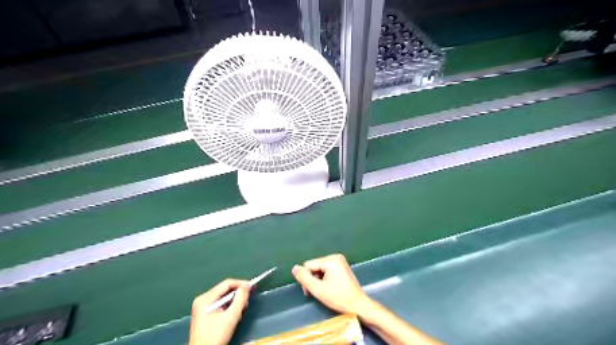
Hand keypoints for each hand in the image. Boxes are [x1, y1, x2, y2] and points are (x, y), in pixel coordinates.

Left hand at [191, 279, 252, 344]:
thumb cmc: (215, 336)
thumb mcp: (231, 317)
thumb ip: (240, 299)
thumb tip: (247, 285)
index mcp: (206, 298)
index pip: (226, 284)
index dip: (240, 283)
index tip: (252, 286)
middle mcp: (202, 299)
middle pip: (224, 290)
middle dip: (237, 293)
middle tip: (248, 298)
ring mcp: (201, 307)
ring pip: (222, 297)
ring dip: (233, 300)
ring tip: (242, 306)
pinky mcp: (203, 314)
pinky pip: (218, 303)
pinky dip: (227, 306)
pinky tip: (233, 312)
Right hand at [292, 253, 372, 314]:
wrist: (358, 305)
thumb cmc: (339, 298)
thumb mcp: (318, 289)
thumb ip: (304, 278)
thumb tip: (294, 268)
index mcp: (331, 260)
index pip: (309, 265)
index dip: (306, 278)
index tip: (309, 291)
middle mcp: (335, 257)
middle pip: (314, 266)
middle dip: (312, 279)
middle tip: (315, 292)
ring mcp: (340, 261)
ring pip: (319, 268)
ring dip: (317, 280)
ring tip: (322, 291)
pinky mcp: (342, 267)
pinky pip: (326, 270)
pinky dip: (324, 279)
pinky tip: (328, 288)